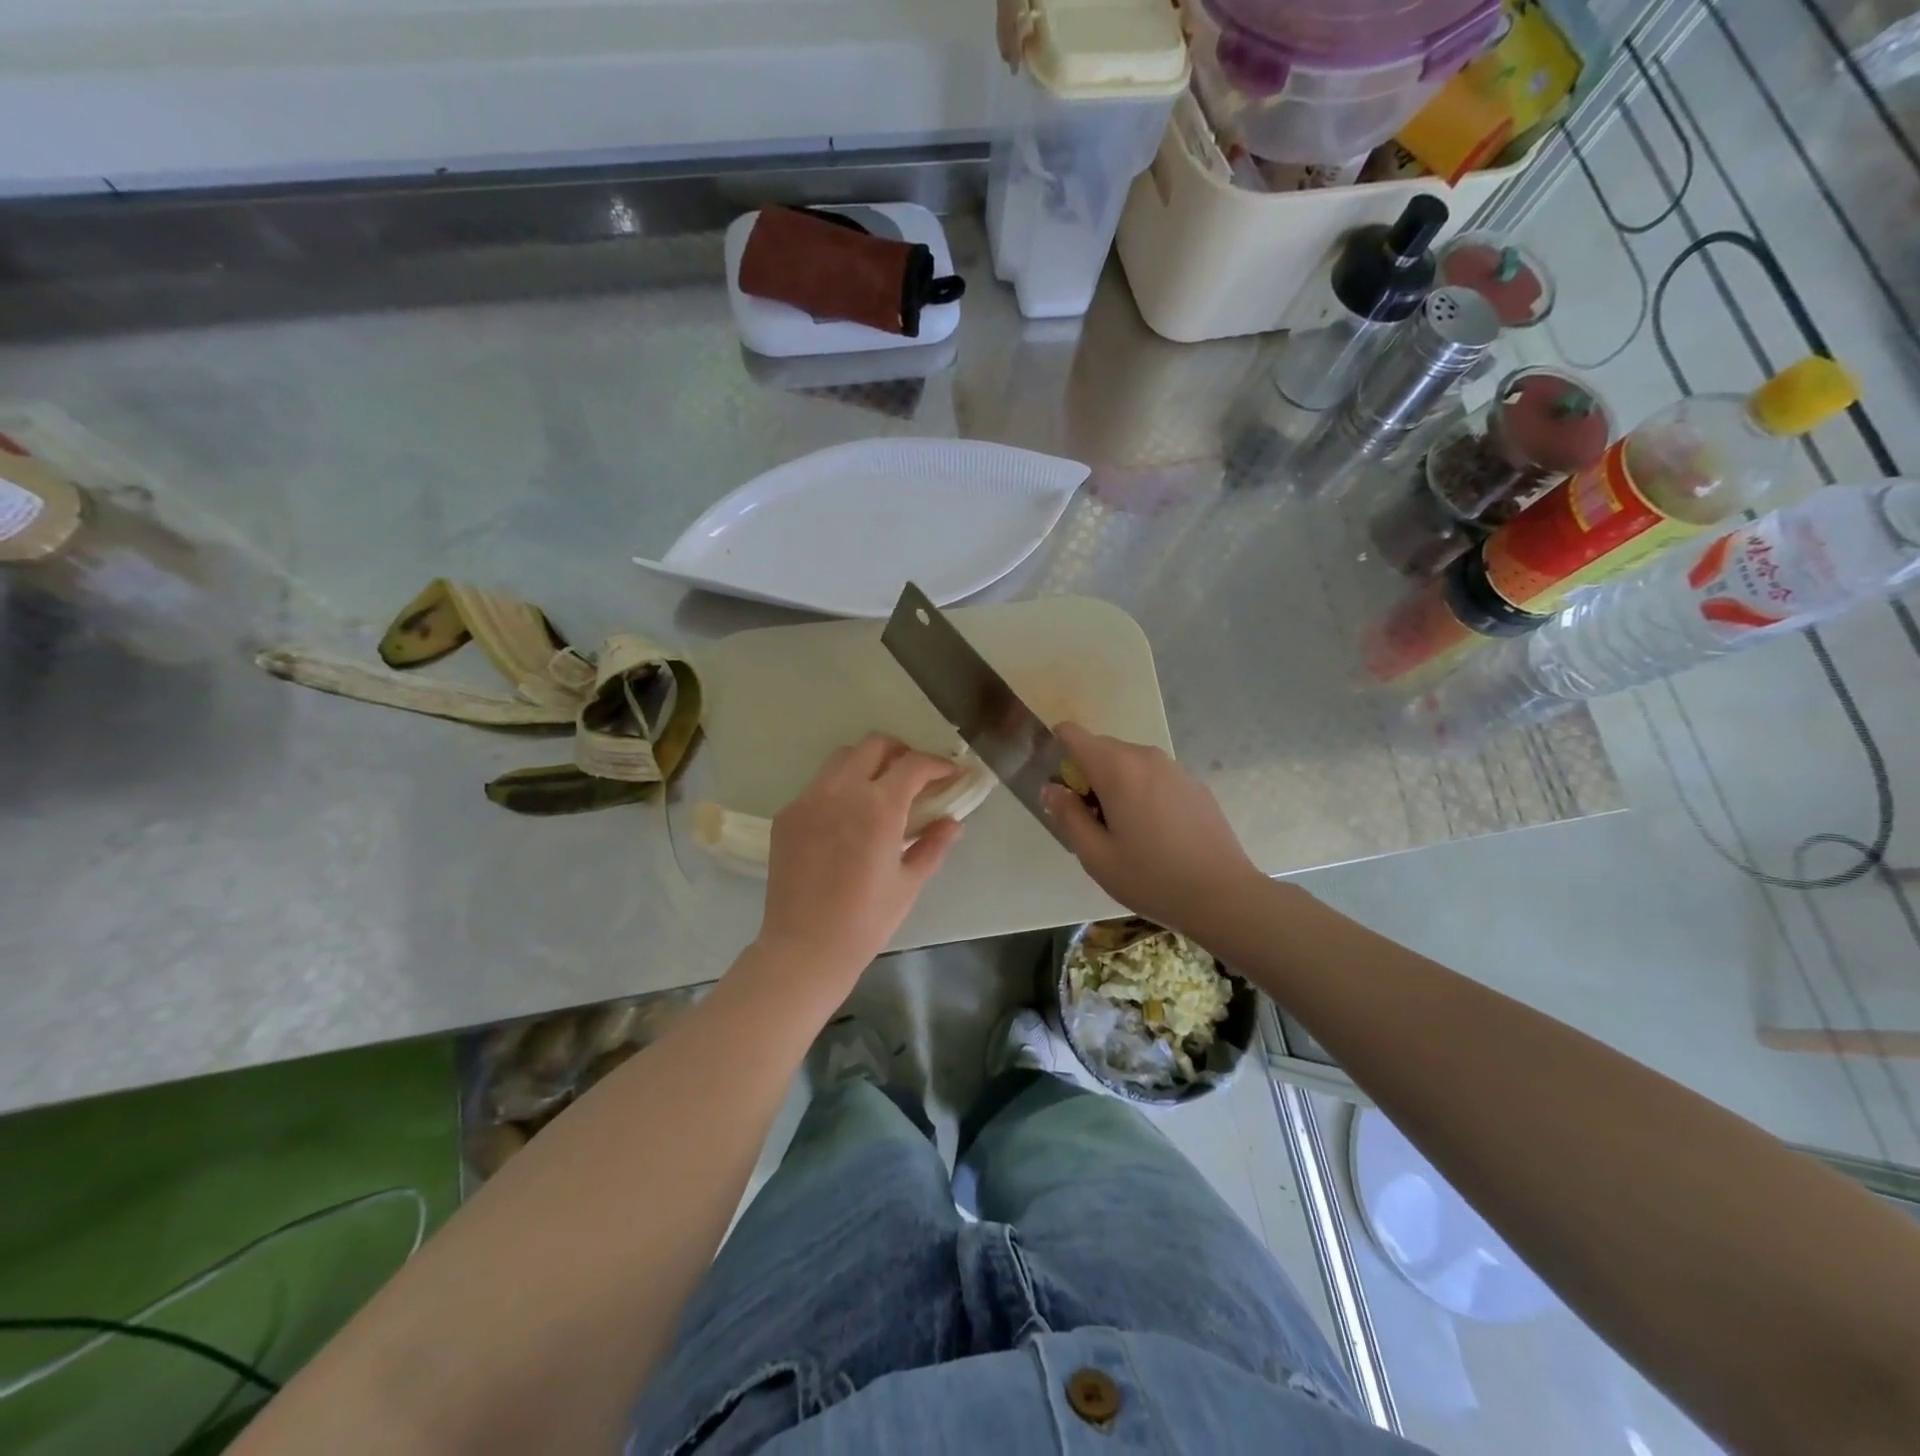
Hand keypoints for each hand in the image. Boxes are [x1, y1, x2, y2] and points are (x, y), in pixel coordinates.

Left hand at [753, 734, 964, 990]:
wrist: (805, 947)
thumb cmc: (866, 920)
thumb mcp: (909, 882)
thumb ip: (933, 845)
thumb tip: (952, 822)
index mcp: (879, 806)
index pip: (914, 764)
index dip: (937, 764)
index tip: (950, 774)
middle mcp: (842, 791)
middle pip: (874, 745)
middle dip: (901, 752)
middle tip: (916, 775)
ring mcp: (809, 799)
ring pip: (842, 758)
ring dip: (867, 763)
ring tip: (880, 789)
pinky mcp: (788, 814)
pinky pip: (818, 784)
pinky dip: (840, 787)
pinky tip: (847, 816)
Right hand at [1043, 722, 1262, 939]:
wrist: (1223, 896)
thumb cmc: (1151, 878)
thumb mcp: (1096, 856)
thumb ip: (1067, 816)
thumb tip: (1051, 788)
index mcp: (1117, 768)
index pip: (1072, 735)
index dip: (1056, 751)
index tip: (1058, 788)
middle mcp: (1146, 757)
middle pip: (1100, 749)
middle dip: (1086, 776)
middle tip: (1089, 823)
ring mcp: (1175, 769)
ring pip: (1129, 764)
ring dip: (1115, 786)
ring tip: (1123, 832)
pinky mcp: (1194, 785)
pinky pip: (1154, 777)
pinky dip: (1142, 793)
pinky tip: (1155, 835)